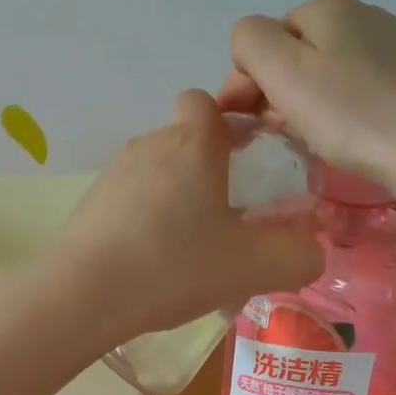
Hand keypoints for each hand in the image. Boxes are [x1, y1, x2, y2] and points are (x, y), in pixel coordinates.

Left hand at [47, 91, 324, 344]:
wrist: (84, 294)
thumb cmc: (175, 265)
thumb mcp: (254, 266)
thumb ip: (298, 255)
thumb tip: (310, 248)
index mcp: (192, 143)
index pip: (205, 101)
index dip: (227, 120)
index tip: (245, 155)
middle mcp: (150, 145)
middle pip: (184, 139)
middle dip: (207, 166)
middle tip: (229, 214)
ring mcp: (114, 172)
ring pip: (157, 170)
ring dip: (176, 195)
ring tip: (191, 246)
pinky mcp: (90, 201)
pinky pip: (130, 197)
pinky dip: (146, 216)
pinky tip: (153, 260)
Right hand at [217, 0, 395, 186]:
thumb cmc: (348, 112)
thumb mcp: (281, 70)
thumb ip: (250, 41)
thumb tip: (253, 47)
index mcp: (330, 7)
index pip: (268, 38)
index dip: (252, 79)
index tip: (250, 119)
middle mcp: (369, 13)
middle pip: (304, 51)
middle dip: (285, 88)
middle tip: (283, 130)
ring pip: (339, 68)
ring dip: (320, 97)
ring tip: (322, 135)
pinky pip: (374, 86)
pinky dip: (357, 105)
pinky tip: (362, 132)